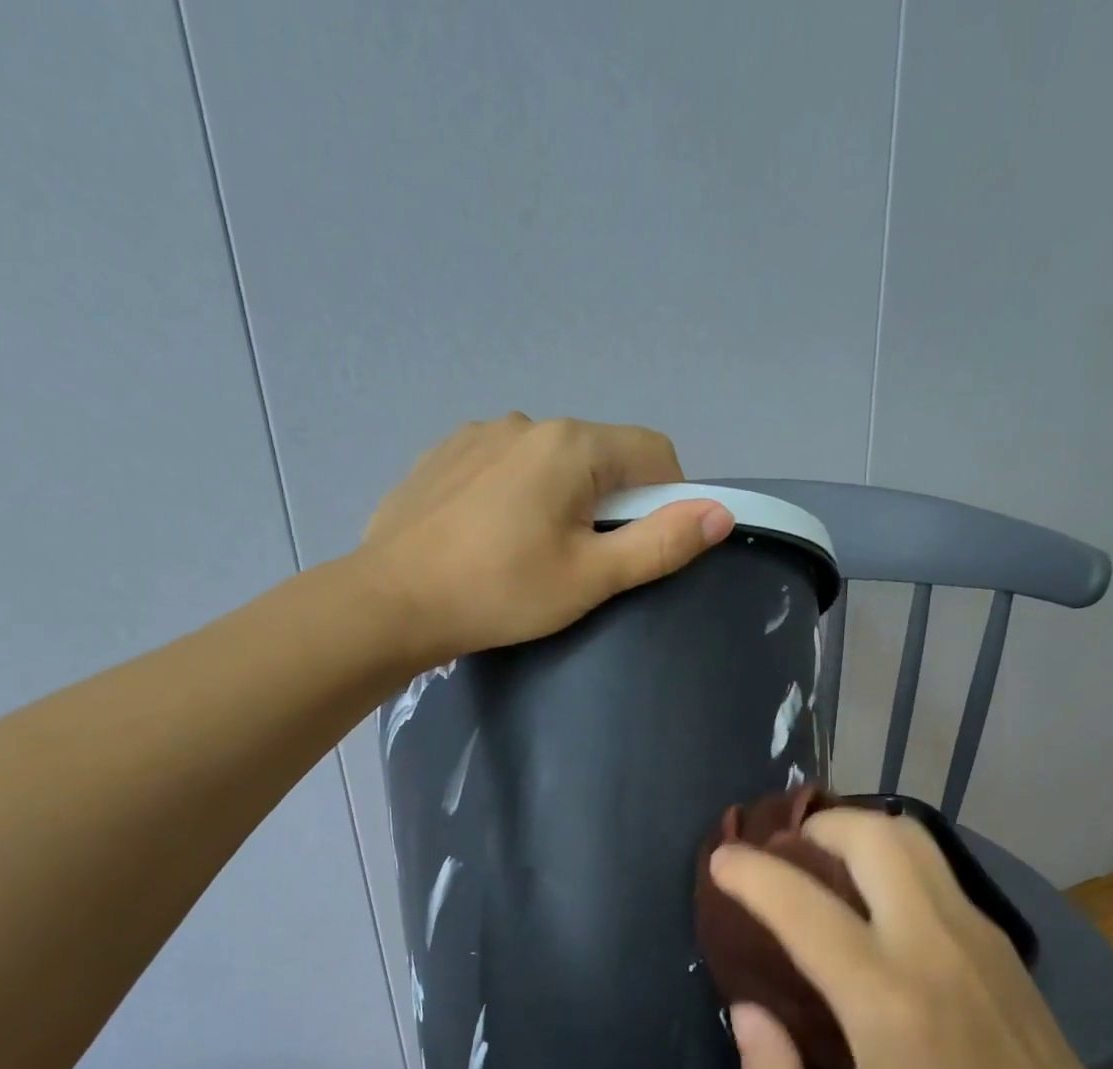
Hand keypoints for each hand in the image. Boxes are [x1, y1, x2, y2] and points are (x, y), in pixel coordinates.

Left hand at [362, 413, 734, 661]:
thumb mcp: (591, 577)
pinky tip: (491, 538)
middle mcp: (527, 422)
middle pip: (602, 456)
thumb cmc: (501, 592)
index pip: (655, 453)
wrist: (391, 602)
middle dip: (610, 504)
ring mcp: (479, 434)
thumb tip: (720, 513)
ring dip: (563, 499)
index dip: (667, 500)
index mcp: (572, 444)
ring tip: (531, 554)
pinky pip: (506, 466)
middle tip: (583, 563)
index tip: (641, 548)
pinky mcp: (445, 454)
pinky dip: (517, 495)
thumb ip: (660, 543)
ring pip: (552, 462)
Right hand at [708, 808, 1112, 1068]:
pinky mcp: (993, 930)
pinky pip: (929, 862)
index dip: (752, 874)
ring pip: (906, 836)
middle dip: (813, 829)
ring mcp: (972, 928)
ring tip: (821, 862)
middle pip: (870, 838)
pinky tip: (868, 894)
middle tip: (782, 856)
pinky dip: (884, 854)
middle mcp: (931, 944)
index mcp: (887, 1003)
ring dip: (852, 831)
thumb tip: (748, 1011)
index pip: (805, 909)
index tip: (720, 860)